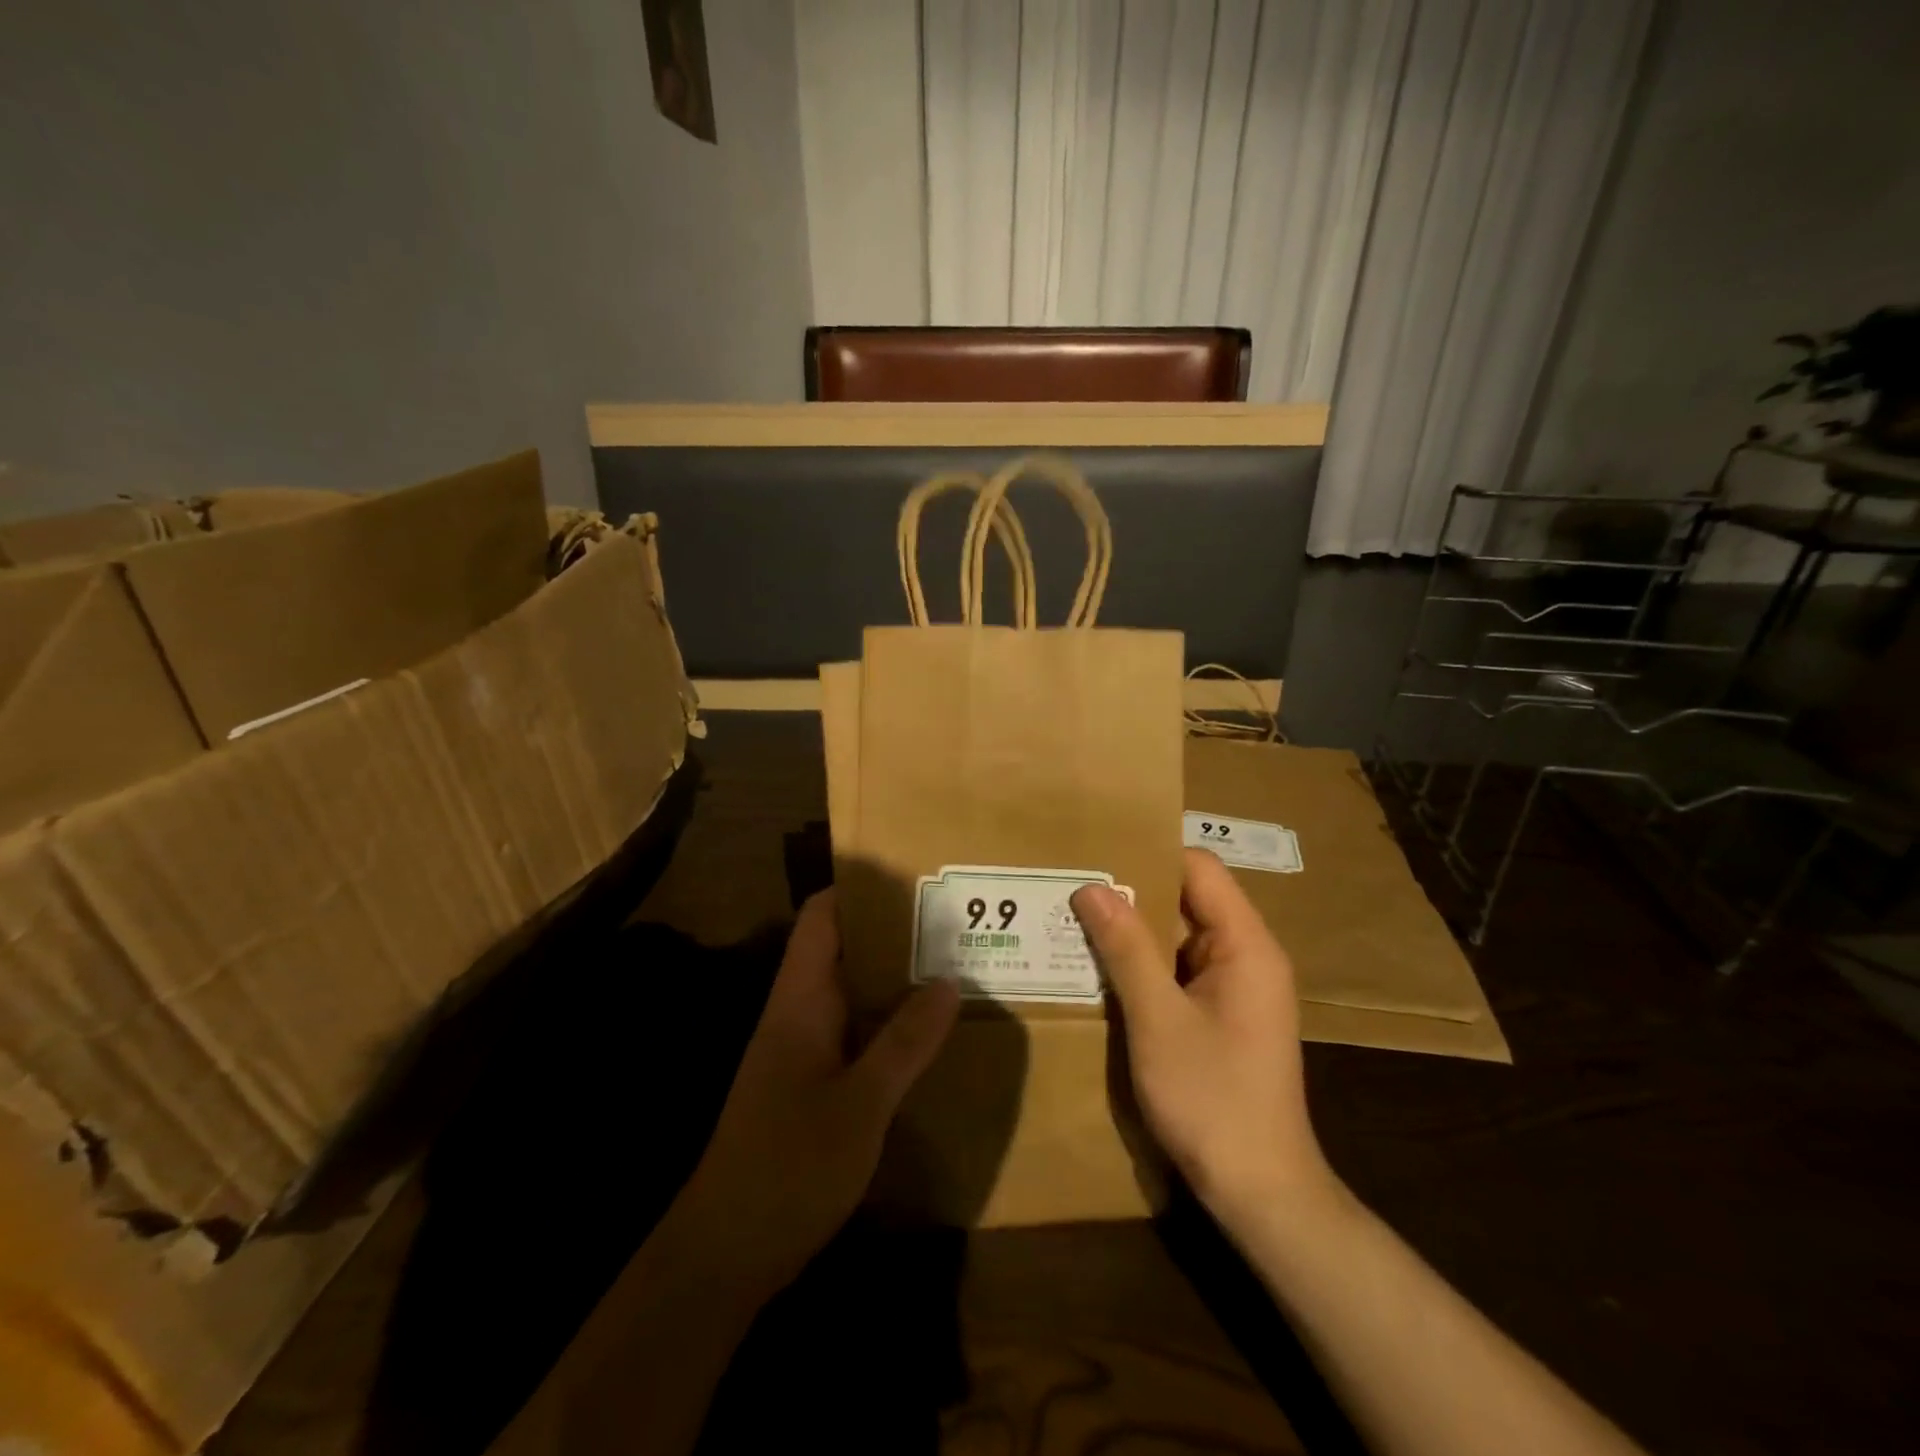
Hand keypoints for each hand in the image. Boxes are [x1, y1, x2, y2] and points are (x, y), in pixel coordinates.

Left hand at [668, 890, 959, 1297]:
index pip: (822, 917)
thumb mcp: (861, 1103)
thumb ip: (905, 1042)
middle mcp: (798, 1012)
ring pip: (851, 992)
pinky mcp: (810, 1084)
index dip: (860, 888)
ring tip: (953, 967)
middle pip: (842, 949)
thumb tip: (948, 979)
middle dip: (893, 932)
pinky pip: (854, 1032)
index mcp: (800, 1000)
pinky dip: (888, 1022)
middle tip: (954, 922)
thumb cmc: (789, 1165)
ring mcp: (802, 1049)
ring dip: (894, 978)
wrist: (726, 1251)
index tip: (914, 878)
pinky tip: (927, 1035)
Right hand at [1072, 849, 1336, 1221]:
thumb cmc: (1213, 1099)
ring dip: (1133, 930)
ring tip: (1073, 918)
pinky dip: (1142, 964)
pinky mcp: (1221, 1015)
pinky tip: (1098, 967)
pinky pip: (1178, 970)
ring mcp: (1235, 988)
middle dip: (1131, 892)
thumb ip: (1126, 949)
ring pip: (1179, 936)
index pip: (1200, 869)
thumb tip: (1091, 887)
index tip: (1096, 852)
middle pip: (1188, 899)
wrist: (1260, 1192)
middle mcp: (1247, 956)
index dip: (1150, 854)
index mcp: (1246, 945)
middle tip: (1071, 884)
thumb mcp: (1158, 1019)